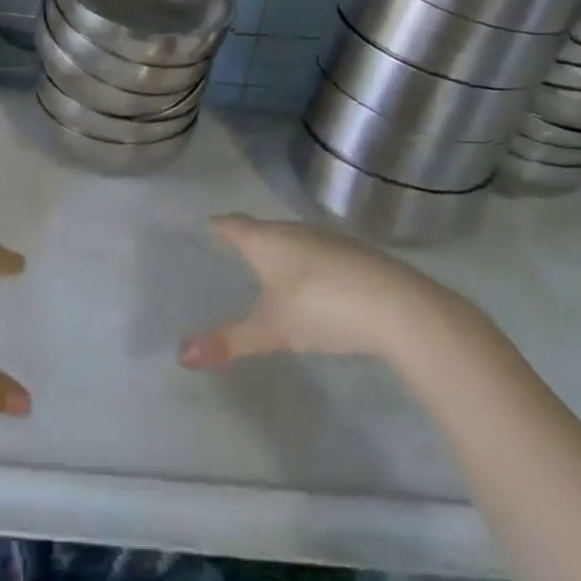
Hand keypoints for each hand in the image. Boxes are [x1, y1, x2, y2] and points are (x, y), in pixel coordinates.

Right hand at [177, 214, 473, 369]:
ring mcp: (327, 239)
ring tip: (268, 274)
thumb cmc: (321, 309)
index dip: (217, 227)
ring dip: (280, 253)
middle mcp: (292, 230)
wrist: (399, 307)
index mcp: (264, 240)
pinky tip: (313, 288)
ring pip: (292, 239)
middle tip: (231, 258)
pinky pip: (318, 253)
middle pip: (261, 229)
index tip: (206, 230)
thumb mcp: (271, 331)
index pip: (231, 224)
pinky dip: (308, 265)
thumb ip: (228, 341)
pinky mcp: (355, 254)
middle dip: (247, 240)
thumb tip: (181, 356)